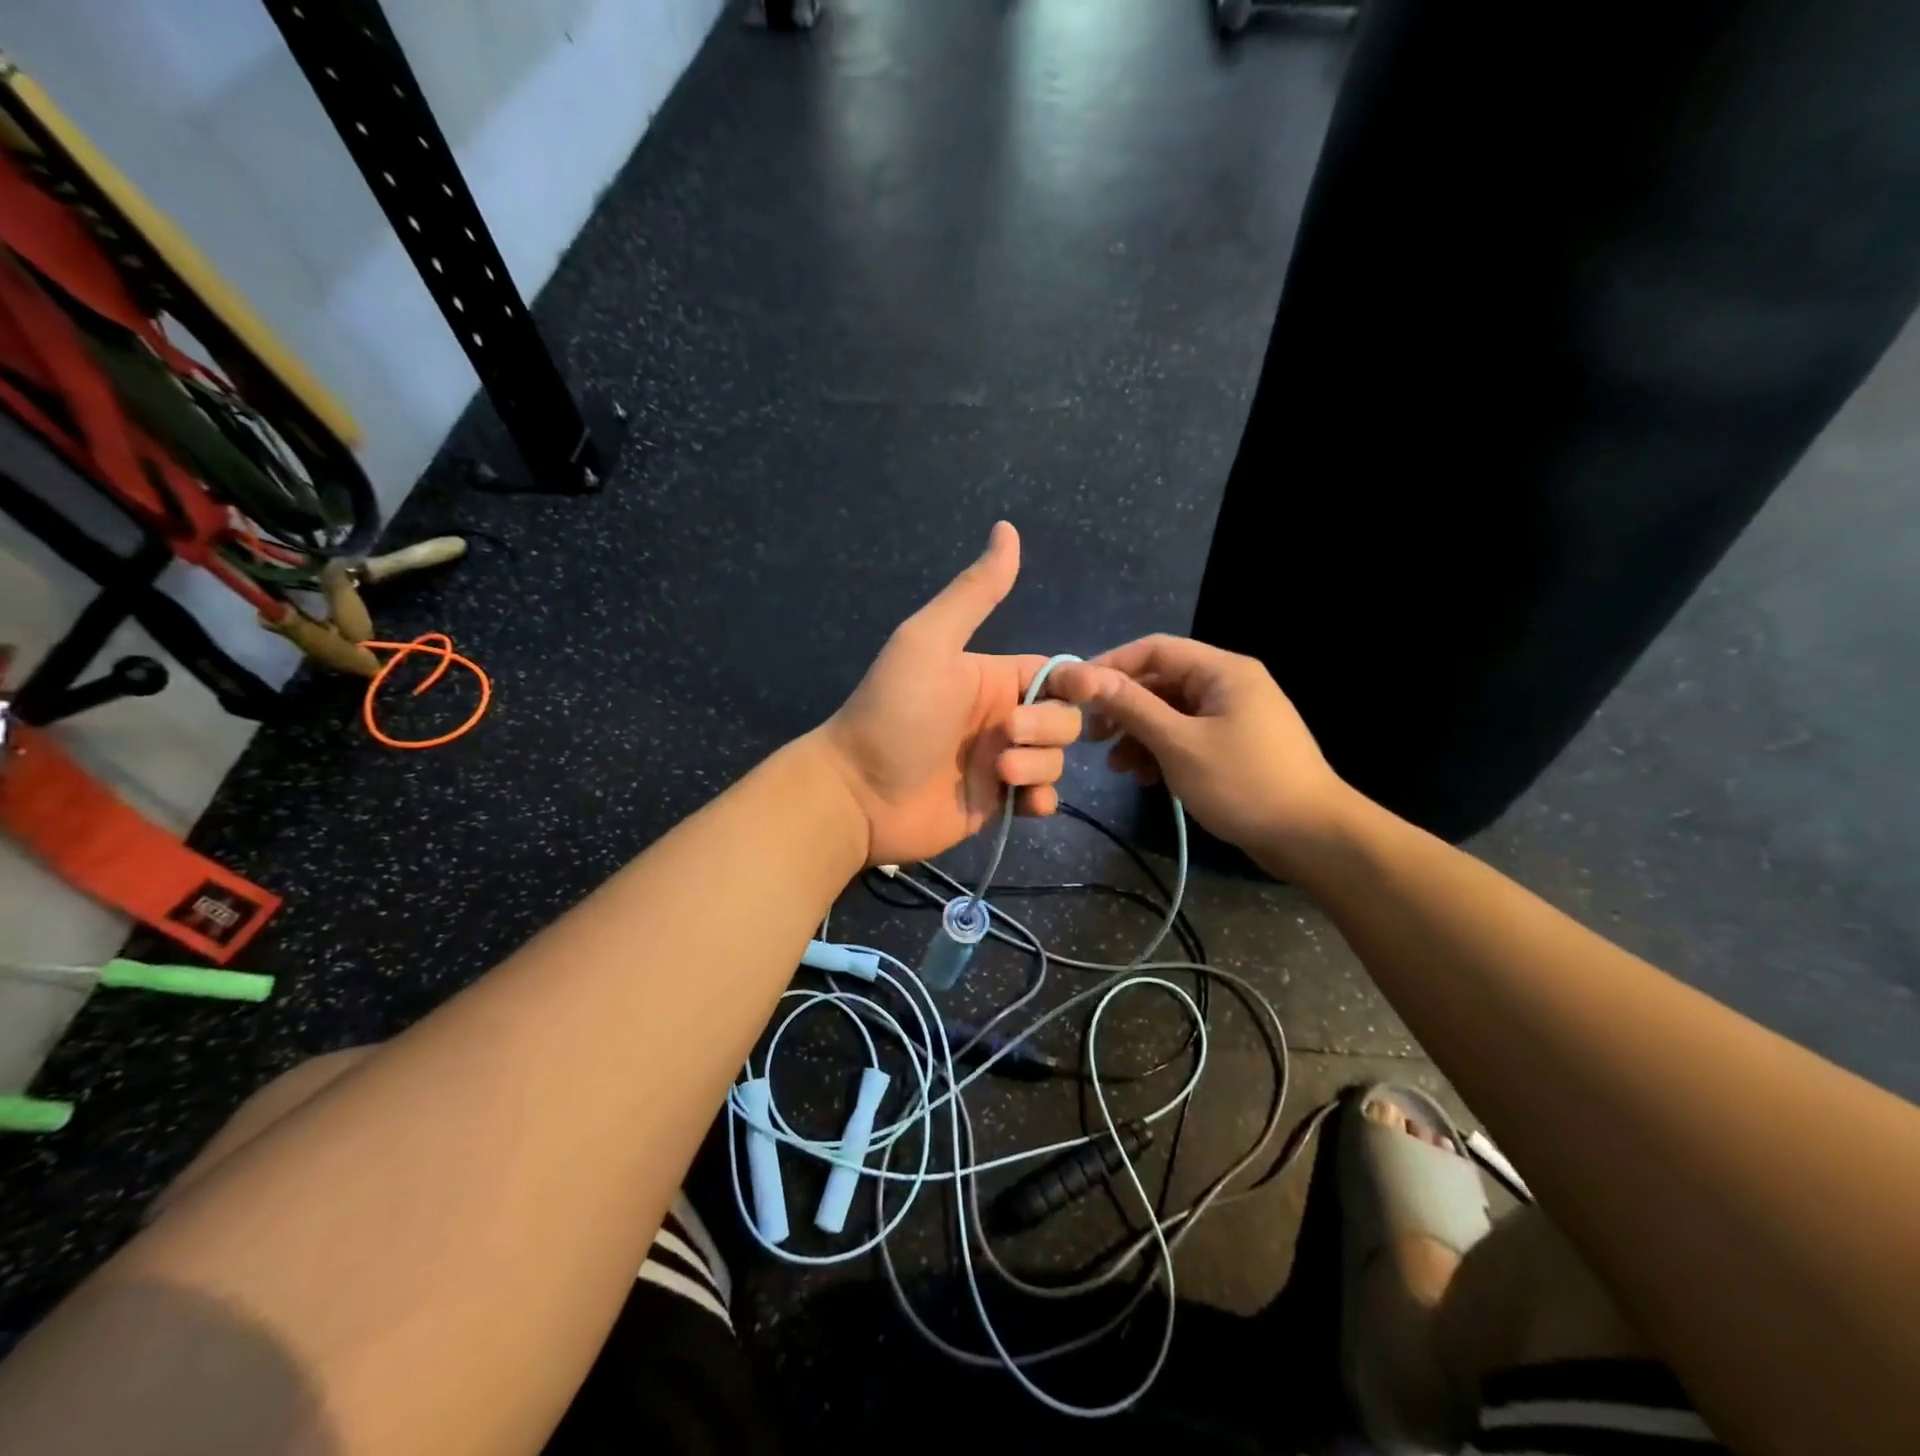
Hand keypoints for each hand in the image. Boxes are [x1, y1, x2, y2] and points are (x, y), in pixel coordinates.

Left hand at [812, 522, 1081, 865]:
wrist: (859, 792)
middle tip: (1006, 735)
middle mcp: (1002, 717)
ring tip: (999, 773)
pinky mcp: (998, 804)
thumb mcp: (929, 642)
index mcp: (992, 676)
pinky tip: (1024, 803)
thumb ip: (973, 593)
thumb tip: (1007, 527)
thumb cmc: (895, 712)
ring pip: (1056, 759)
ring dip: (1039, 765)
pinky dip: (1042, 799)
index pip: (1058, 674)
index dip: (1079, 681)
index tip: (1084, 689)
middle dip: (1047, 727)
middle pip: (1065, 718)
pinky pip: (1043, 797)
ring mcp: (1002, 763)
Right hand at [1049, 635, 1354, 870]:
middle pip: (1161, 682)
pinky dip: (1162, 752)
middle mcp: (1229, 684)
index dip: (1110, 665)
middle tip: (1091, 736)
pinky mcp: (1234, 746)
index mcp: (1222, 670)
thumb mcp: (1179, 743)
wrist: (1311, 837)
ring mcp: (1233, 716)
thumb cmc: (1243, 782)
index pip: (1155, 649)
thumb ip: (1133, 706)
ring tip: (1117, 767)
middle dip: (1123, 708)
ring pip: (1171, 713)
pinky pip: (1187, 737)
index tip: (1075, 691)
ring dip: (1139, 735)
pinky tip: (1145, 778)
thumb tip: (1087, 676)